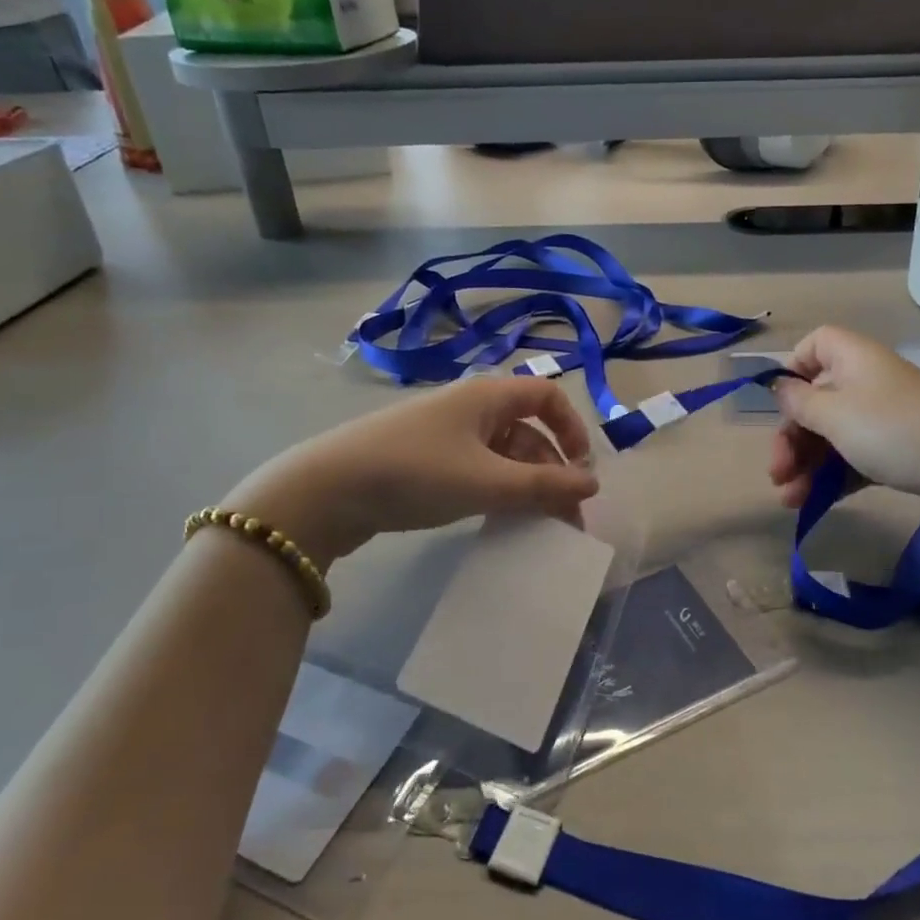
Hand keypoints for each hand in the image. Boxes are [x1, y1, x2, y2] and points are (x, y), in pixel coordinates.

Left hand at [225, 377, 599, 563]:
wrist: (325, 490)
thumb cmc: (416, 473)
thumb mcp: (487, 482)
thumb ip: (544, 485)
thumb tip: (594, 483)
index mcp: (488, 395)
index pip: (548, 396)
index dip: (572, 429)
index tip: (580, 470)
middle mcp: (469, 406)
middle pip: (527, 429)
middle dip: (551, 470)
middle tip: (563, 516)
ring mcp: (444, 432)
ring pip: (502, 452)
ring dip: (525, 484)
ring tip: (534, 523)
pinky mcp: (424, 458)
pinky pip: (476, 467)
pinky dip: (495, 489)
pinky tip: (496, 517)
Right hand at [769, 327, 919, 510]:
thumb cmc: (893, 431)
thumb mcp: (834, 414)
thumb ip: (800, 402)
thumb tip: (781, 387)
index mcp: (854, 359)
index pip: (817, 343)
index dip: (794, 368)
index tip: (780, 402)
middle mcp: (870, 381)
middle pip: (818, 399)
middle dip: (792, 437)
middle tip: (776, 472)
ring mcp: (888, 418)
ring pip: (834, 434)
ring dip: (806, 464)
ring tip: (789, 500)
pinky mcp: (901, 451)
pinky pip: (856, 457)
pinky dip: (833, 476)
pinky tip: (813, 503)